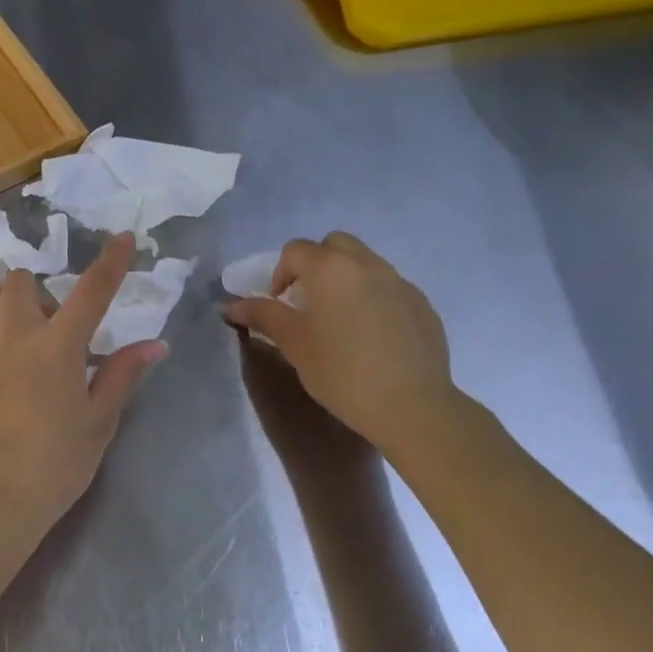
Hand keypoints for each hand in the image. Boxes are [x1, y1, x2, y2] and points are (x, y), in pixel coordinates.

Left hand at [0, 233, 167, 532]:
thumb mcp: (97, 423)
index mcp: (58, 346)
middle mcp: (14, 334)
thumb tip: (154, 344)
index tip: (123, 238)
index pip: (92, 291)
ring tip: (16, 337)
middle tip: (49, 330)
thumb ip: (121, 376)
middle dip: (38, 292)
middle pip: (21, 281)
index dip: (111, 262)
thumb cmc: (53, 466)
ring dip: (6, 304)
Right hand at [224, 233, 459, 451]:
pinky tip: (372, 336)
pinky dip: (373, 297)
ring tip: (341, 319)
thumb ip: (263, 316)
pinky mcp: (422, 305)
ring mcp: (399, 282)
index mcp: (330, 268)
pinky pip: (389, 287)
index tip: (279, 303)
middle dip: (316, 264)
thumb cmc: (341, 371)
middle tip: (309, 300)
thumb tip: (230, 305)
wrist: (411, 406)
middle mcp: (367, 264)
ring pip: (365, 263)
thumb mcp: (294, 343)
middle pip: (334, 245)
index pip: (295, 250)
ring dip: (346, 278)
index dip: (280, 273)